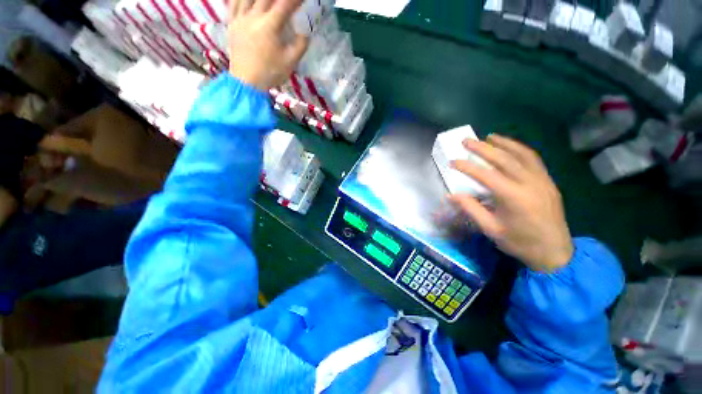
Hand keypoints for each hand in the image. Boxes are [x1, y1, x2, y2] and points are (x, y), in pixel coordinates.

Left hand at [227, 0, 308, 90]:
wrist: (247, 82)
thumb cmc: (270, 73)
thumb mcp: (290, 62)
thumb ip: (300, 46)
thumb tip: (306, 34)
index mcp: (269, 26)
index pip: (284, 5)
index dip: (295, 0)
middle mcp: (253, 17)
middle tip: (287, 0)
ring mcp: (240, 18)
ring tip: (268, 1)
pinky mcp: (232, 23)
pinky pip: (234, 2)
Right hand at [449, 134, 572, 272]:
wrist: (554, 252)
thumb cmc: (520, 242)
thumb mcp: (490, 229)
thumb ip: (471, 209)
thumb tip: (452, 195)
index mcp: (513, 197)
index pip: (486, 175)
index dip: (467, 166)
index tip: (453, 161)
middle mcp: (529, 183)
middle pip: (504, 159)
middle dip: (483, 148)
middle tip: (467, 141)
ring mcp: (542, 180)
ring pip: (521, 154)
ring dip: (503, 143)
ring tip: (488, 137)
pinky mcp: (548, 181)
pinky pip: (533, 159)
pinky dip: (519, 149)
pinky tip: (510, 146)